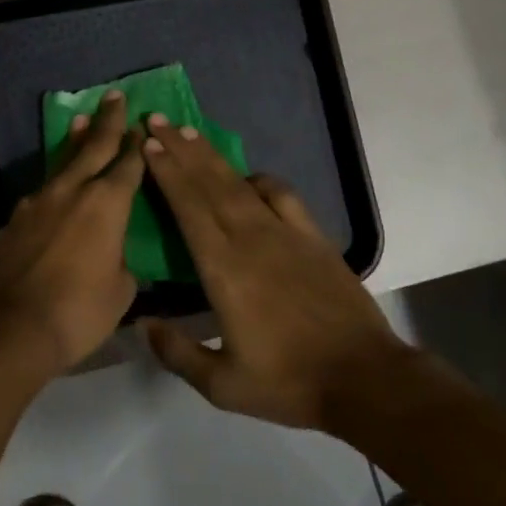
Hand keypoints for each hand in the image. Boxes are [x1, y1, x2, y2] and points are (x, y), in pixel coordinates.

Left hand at [0, 91, 142, 378]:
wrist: (9, 328)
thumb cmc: (77, 312)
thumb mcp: (120, 292)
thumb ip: (121, 263)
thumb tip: (114, 256)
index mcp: (107, 203)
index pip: (128, 164)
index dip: (137, 144)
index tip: (142, 124)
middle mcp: (73, 190)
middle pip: (94, 146)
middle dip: (108, 120)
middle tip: (115, 96)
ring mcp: (39, 201)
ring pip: (63, 163)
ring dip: (75, 141)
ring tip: (81, 122)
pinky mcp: (15, 218)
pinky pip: (43, 192)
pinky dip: (55, 182)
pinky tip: (55, 190)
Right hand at [137, 117, 414, 431]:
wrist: (363, 377)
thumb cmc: (288, 382)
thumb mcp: (223, 386)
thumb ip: (177, 353)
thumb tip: (142, 324)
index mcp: (223, 268)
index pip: (188, 207)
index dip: (166, 172)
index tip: (147, 144)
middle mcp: (249, 238)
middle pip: (208, 182)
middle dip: (180, 148)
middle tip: (156, 119)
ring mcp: (284, 232)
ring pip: (239, 182)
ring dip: (211, 155)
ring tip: (189, 132)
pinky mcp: (312, 236)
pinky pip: (282, 194)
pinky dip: (261, 179)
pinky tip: (250, 176)